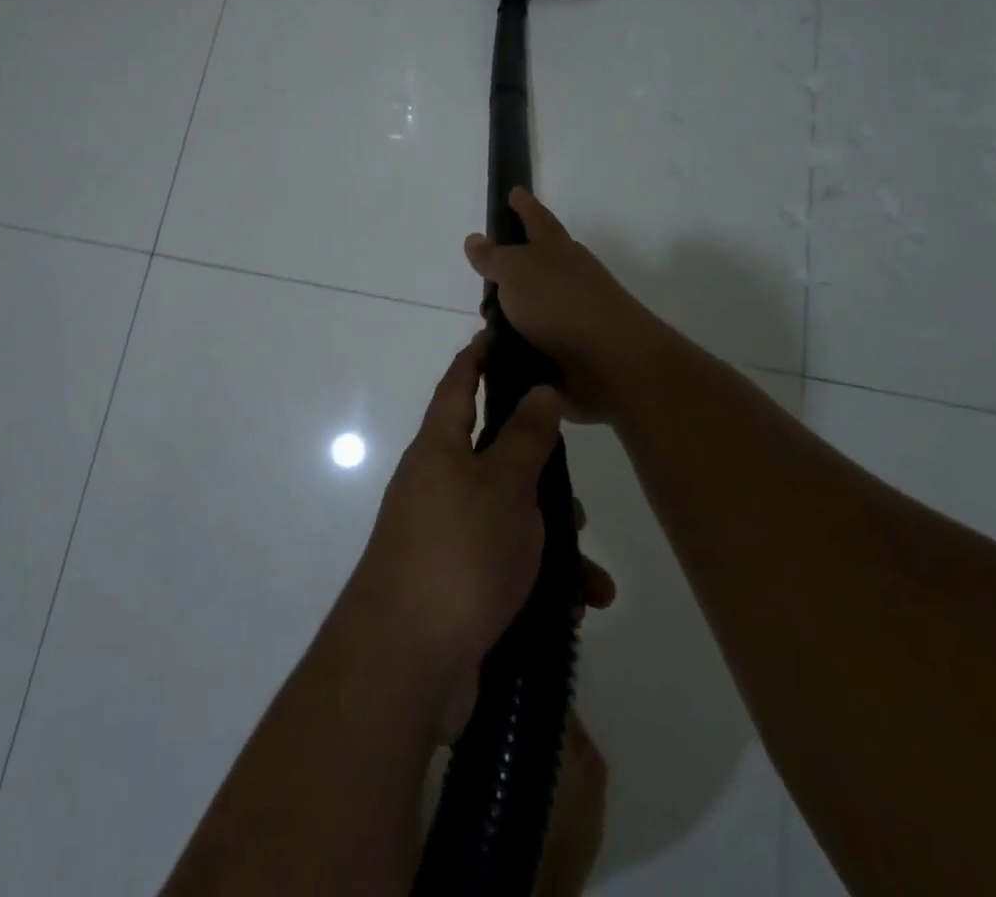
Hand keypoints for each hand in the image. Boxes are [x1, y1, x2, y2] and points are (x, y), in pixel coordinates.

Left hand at [341, 334, 614, 742]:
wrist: (407, 662)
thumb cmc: (459, 552)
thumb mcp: (503, 486)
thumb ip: (525, 437)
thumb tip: (537, 389)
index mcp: (439, 448)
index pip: (457, 385)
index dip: (476, 357)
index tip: (498, 334)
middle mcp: (436, 485)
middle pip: (493, 457)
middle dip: (538, 471)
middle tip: (573, 484)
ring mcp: (444, 536)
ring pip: (508, 517)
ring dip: (551, 538)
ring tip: (588, 570)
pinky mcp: (456, 585)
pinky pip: (506, 565)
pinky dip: (541, 579)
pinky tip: (576, 604)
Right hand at [464, 188, 664, 423]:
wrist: (610, 360)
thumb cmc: (559, 302)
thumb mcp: (515, 270)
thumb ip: (493, 256)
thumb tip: (475, 238)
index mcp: (556, 248)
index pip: (536, 218)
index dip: (524, 205)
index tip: (513, 192)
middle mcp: (568, 276)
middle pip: (537, 263)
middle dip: (512, 267)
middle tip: (484, 273)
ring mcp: (573, 313)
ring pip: (535, 306)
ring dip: (512, 314)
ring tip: (483, 324)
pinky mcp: (573, 350)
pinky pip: (536, 342)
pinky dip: (518, 346)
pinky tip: (498, 354)